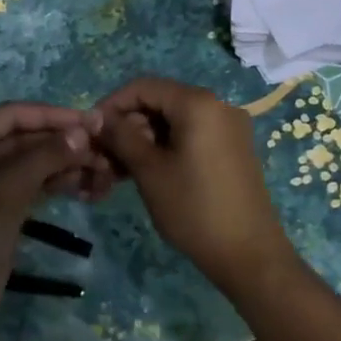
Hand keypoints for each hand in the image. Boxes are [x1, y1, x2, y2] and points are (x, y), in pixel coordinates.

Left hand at [0, 102, 106, 340]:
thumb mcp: (8, 186)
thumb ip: (46, 154)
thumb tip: (83, 130)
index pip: (15, 114)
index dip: (54, 115)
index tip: (93, 122)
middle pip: (25, 138)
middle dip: (64, 144)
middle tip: (105, 153)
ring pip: (32, 165)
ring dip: (66, 166)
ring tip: (104, 173)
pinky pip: (32, 188)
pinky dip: (57, 185)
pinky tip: (86, 188)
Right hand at [94, 77, 301, 297]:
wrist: (248, 254)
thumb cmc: (193, 208)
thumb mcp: (148, 170)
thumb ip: (121, 136)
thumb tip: (97, 117)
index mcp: (198, 103)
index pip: (143, 87)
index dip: (112, 104)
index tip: (91, 131)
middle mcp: (218, 106)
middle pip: (160, 102)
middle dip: (128, 125)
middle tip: (105, 156)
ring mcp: (229, 128)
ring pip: (175, 122)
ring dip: (145, 139)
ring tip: (121, 170)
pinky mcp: (233, 149)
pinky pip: (192, 136)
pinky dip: (166, 147)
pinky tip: (148, 173)